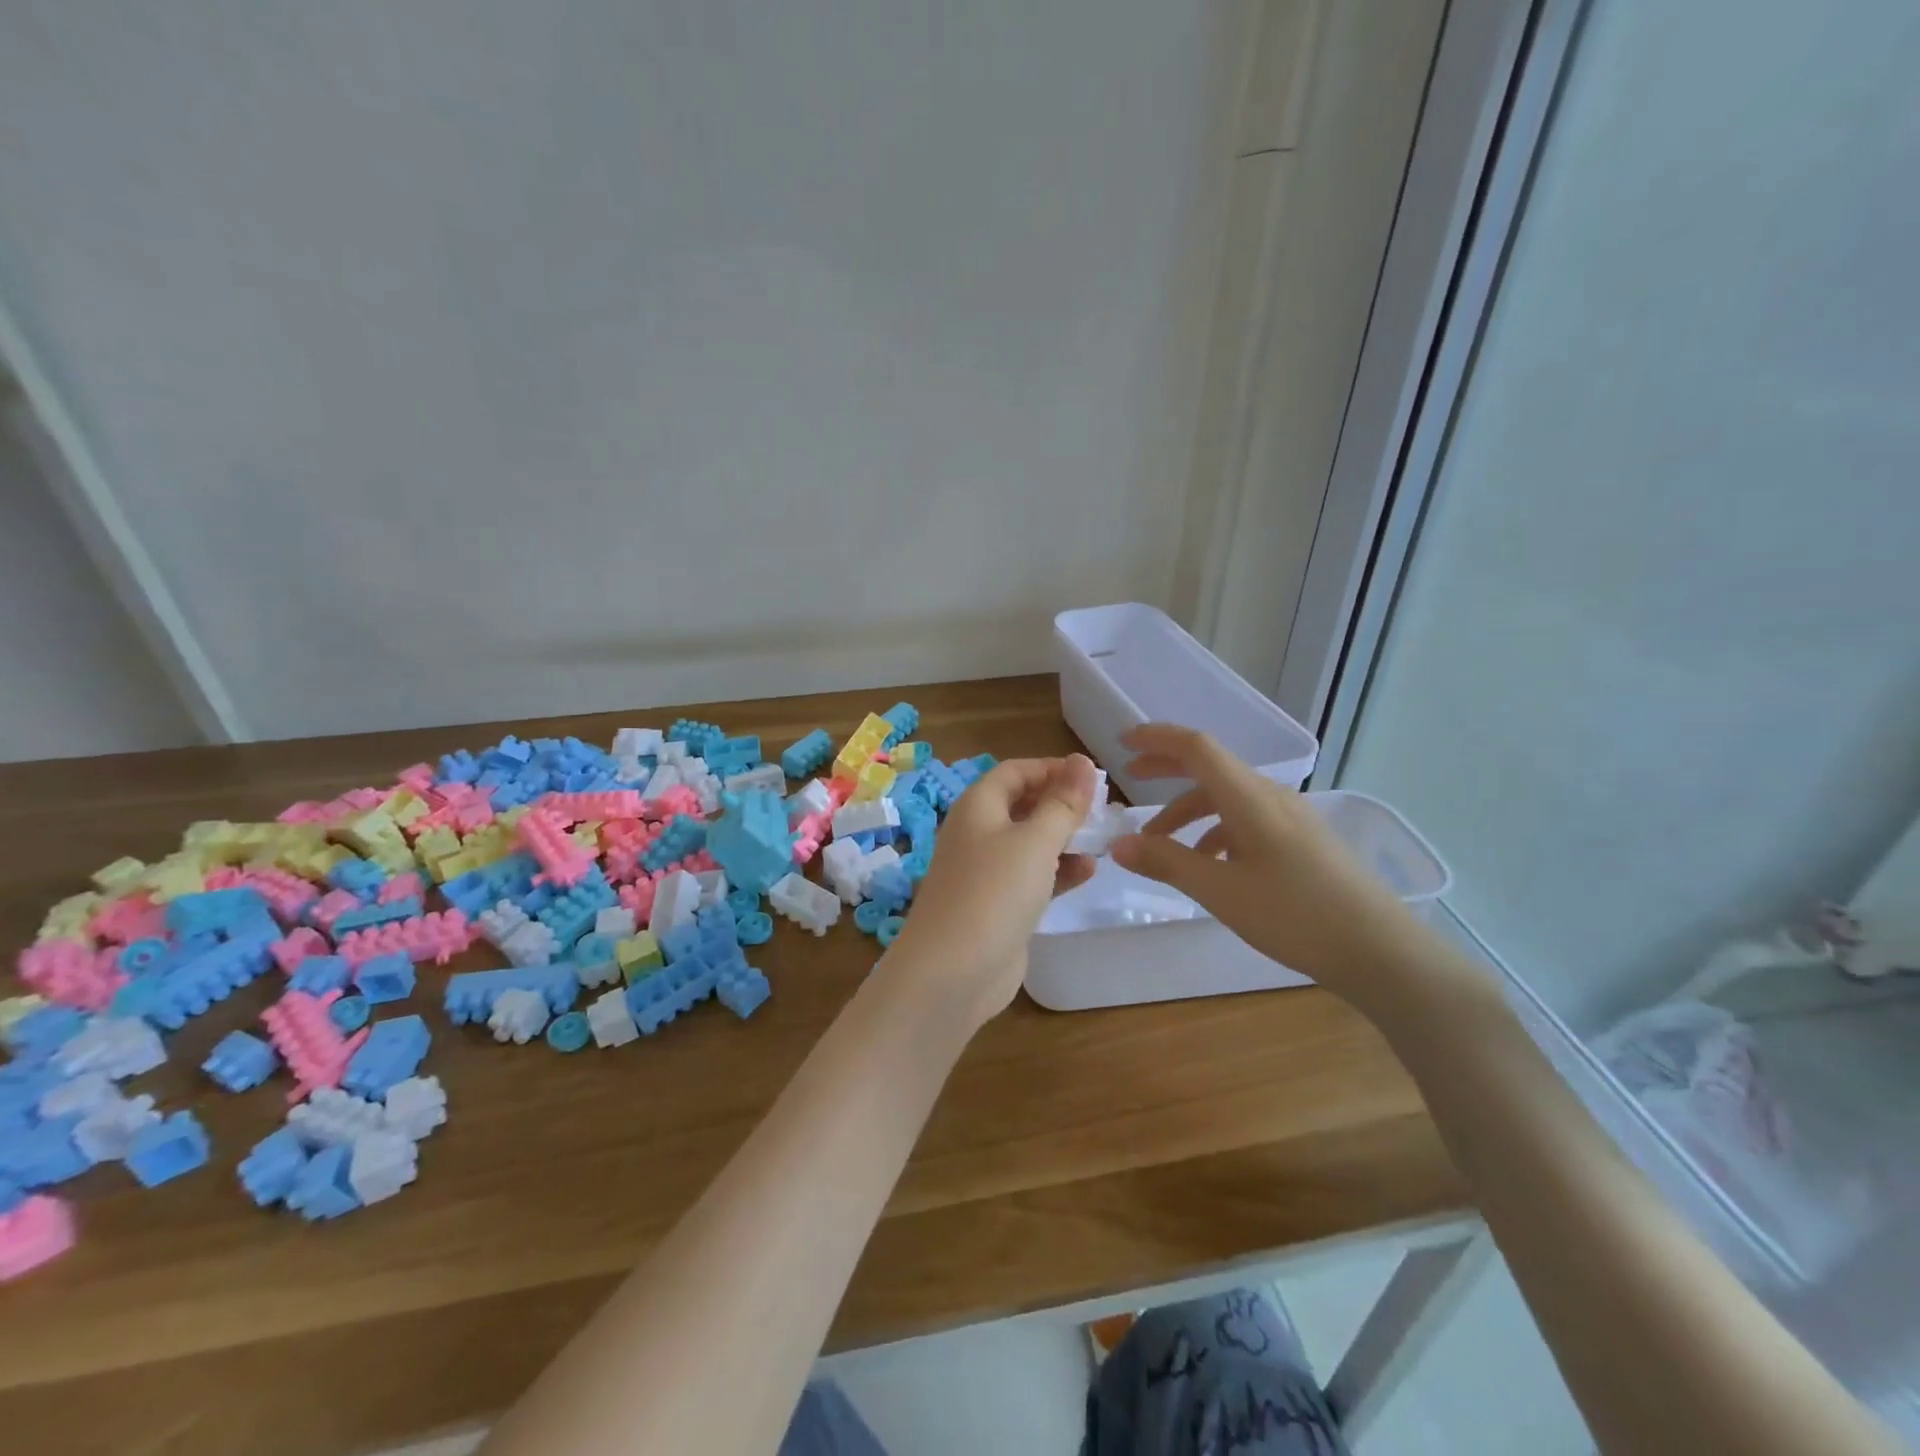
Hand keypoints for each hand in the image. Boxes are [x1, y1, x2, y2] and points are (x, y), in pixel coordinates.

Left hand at [887, 754, 1098, 1030]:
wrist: (952, 971)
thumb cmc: (994, 892)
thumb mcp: (1035, 841)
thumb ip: (1063, 803)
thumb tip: (1083, 761)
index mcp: (978, 806)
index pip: (1015, 771)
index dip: (1051, 768)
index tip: (1092, 776)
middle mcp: (978, 833)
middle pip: (1022, 805)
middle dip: (1061, 804)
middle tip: (1104, 809)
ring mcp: (986, 872)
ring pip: (1029, 843)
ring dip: (1064, 839)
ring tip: (1103, 839)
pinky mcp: (997, 906)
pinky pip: (1031, 877)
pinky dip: (1057, 871)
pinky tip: (1088, 872)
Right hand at [1108, 724, 1429, 1005]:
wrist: (1382, 952)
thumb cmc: (1296, 915)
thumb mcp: (1221, 891)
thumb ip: (1167, 862)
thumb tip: (1119, 845)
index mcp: (1249, 797)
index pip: (1196, 747)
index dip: (1157, 738)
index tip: (1122, 742)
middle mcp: (1270, 797)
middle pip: (1210, 768)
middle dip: (1167, 768)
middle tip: (1131, 777)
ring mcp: (1290, 818)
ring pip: (1227, 799)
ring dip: (1188, 813)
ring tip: (1161, 846)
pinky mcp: (1302, 841)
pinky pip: (1247, 821)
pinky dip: (1215, 832)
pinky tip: (1210, 866)